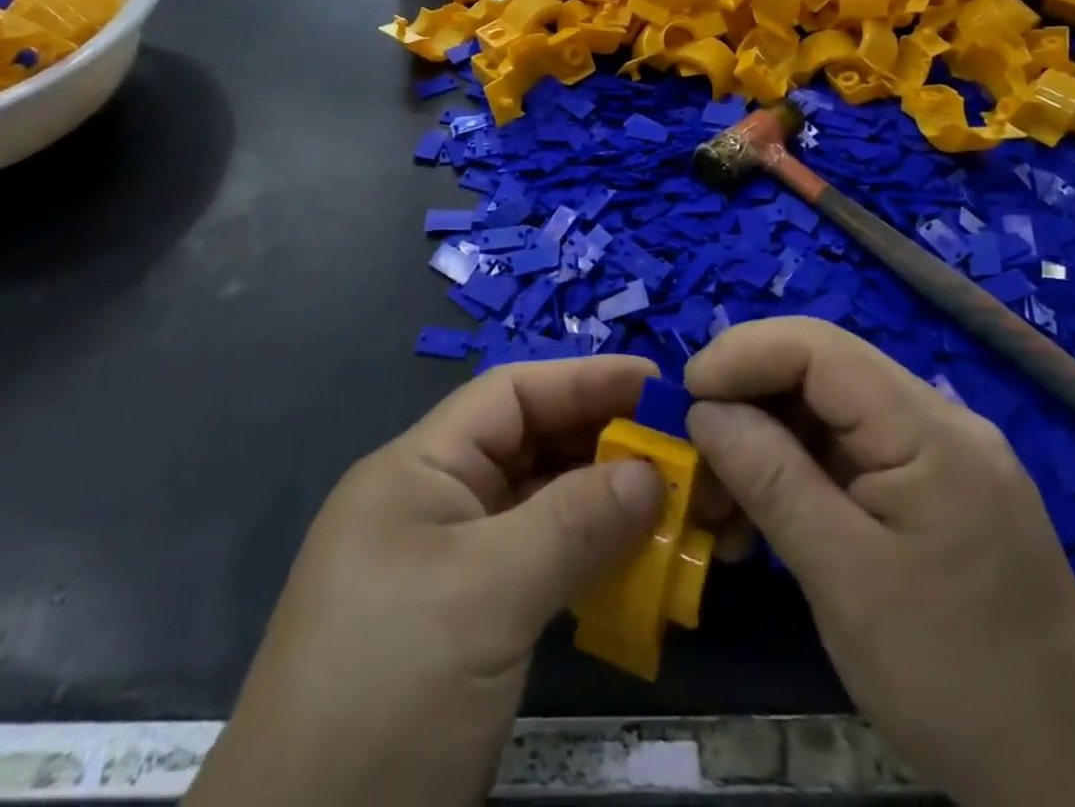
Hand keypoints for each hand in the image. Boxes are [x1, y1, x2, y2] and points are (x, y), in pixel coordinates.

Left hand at [186, 357, 665, 806]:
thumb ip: (573, 523)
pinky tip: (644, 569)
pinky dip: (592, 562)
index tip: (658, 385)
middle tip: (687, 452)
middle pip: (533, 447)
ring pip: (544, 510)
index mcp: (418, 470)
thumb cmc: (386, 694)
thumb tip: (653, 473)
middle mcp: (437, 504)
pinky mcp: (472, 627)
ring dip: (609, 507)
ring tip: (682, 507)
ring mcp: (454, 568)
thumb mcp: (484, 596)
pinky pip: (543, 568)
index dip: (585, 380)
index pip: (511, 395)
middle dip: (607, 444)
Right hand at [685, 318, 1074, 806]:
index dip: (742, 354)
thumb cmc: (956, 681)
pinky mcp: (931, 491)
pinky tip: (761, 520)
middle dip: (745, 401)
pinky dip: (795, 474)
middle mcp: (938, 421)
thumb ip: (771, 479)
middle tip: (693, 457)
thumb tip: (705, 409)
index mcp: (930, 430)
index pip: (819, 347)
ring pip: (826, 413)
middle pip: (820, 372)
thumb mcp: (845, 580)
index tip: (685, 398)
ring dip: (763, 443)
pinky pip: (847, 454)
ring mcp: (938, 455)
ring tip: (718, 504)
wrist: (1068, 785)